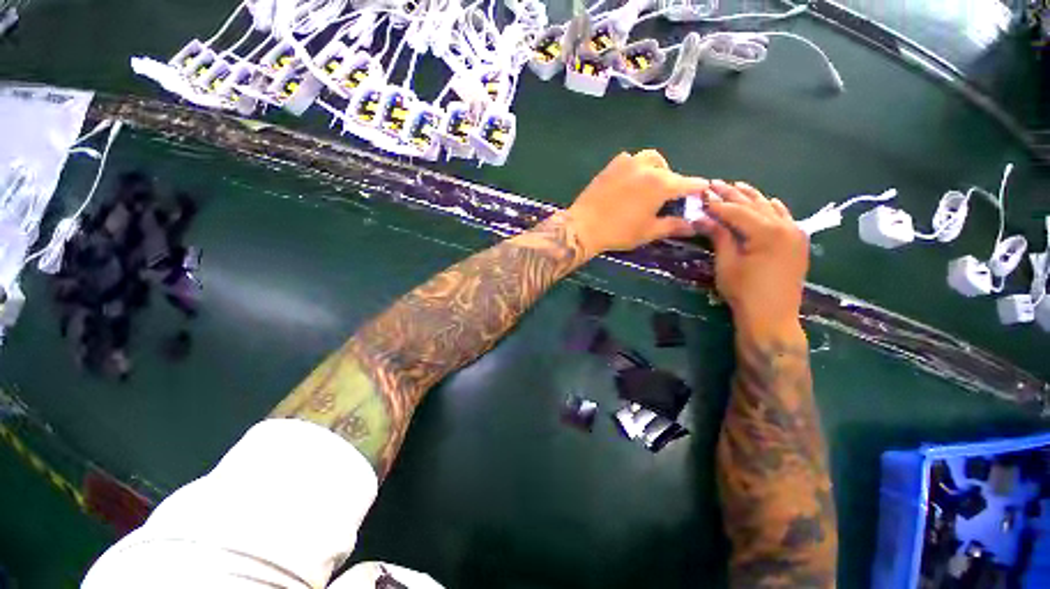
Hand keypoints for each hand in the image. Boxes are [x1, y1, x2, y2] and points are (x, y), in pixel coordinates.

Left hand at [566, 150, 708, 256]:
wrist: (583, 226)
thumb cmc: (618, 232)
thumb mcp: (648, 232)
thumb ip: (673, 226)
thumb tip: (694, 226)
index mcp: (661, 184)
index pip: (688, 183)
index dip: (698, 189)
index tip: (702, 193)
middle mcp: (647, 167)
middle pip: (669, 170)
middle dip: (674, 181)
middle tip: (669, 197)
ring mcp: (627, 163)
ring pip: (651, 158)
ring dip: (657, 169)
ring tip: (651, 184)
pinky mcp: (611, 165)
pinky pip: (630, 159)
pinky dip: (637, 166)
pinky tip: (632, 180)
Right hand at [698, 180, 808, 339]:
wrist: (772, 317)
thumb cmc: (744, 292)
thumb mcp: (726, 263)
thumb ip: (719, 236)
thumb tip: (703, 217)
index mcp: (767, 232)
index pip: (737, 211)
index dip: (717, 203)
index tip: (701, 195)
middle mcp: (785, 226)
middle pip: (754, 205)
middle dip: (733, 194)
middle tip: (715, 183)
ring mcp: (795, 233)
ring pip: (771, 208)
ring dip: (752, 197)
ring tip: (735, 186)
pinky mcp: (798, 242)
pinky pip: (785, 218)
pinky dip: (772, 208)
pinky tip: (767, 201)